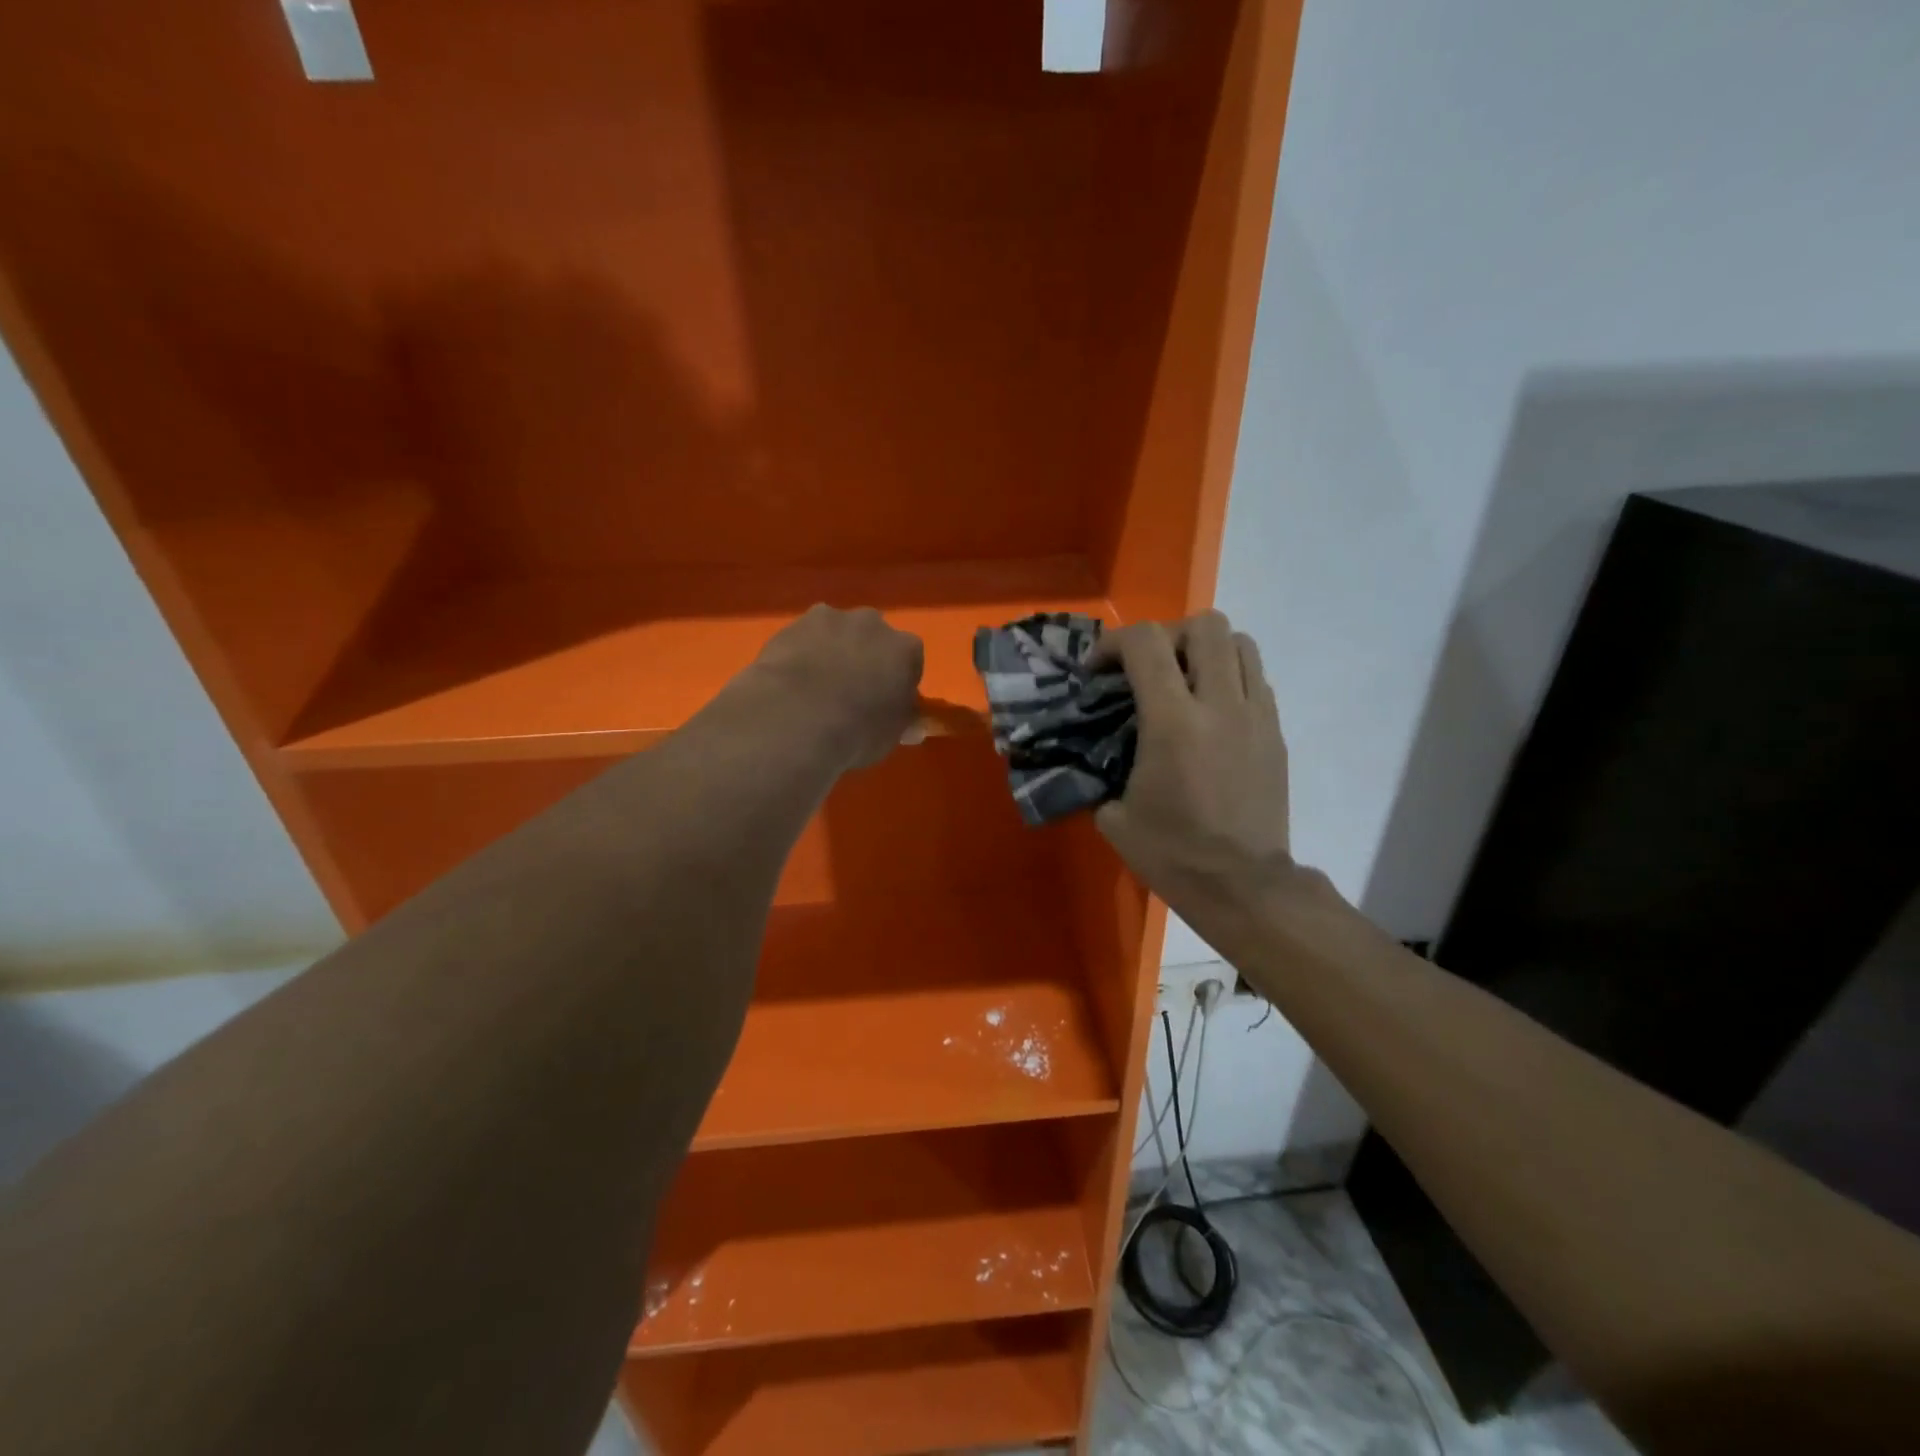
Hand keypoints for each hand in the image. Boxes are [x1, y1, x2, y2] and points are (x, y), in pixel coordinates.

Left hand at [750, 605, 924, 767]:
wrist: (797, 718)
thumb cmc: (858, 729)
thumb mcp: (892, 734)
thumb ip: (905, 721)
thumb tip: (915, 726)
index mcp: (905, 649)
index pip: (910, 660)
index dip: (899, 680)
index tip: (888, 701)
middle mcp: (871, 623)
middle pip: (873, 638)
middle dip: (865, 657)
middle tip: (852, 691)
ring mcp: (829, 619)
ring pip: (836, 633)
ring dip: (832, 650)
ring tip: (816, 686)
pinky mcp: (791, 625)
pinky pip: (803, 640)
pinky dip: (801, 654)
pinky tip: (791, 681)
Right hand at [1093, 610, 1293, 912]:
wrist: (1243, 886)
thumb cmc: (1172, 854)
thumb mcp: (1114, 816)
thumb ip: (1101, 769)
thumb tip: (1093, 753)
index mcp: (1173, 722)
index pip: (1146, 642)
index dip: (1113, 643)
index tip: (1099, 672)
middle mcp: (1220, 704)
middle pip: (1205, 624)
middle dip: (1168, 635)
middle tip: (1150, 669)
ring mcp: (1256, 715)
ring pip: (1241, 642)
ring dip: (1206, 650)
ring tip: (1185, 681)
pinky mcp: (1277, 732)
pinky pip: (1257, 678)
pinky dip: (1230, 677)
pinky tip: (1211, 713)